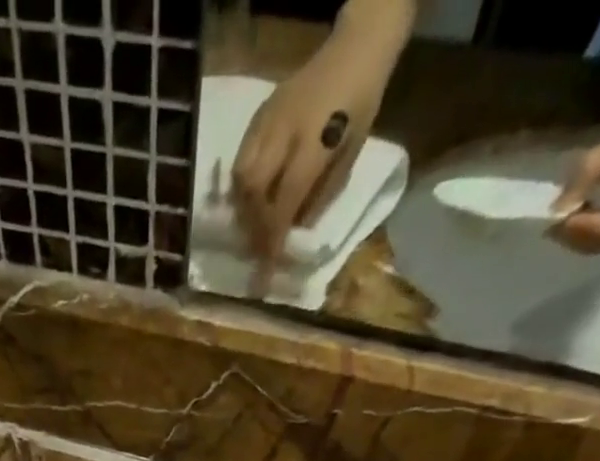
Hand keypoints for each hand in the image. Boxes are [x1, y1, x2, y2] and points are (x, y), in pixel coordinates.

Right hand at [230, 39, 390, 271]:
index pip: (285, 201)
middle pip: (254, 192)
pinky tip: (248, 201)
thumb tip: (294, 230)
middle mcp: (283, 133)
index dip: (272, 239)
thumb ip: (321, 195)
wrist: (353, 50)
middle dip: (253, 227)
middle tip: (255, 251)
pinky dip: (241, 187)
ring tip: (251, 229)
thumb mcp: (350, 156)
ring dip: (243, 210)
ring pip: (241, 178)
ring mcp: (267, 122)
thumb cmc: (359, 107)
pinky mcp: (258, 116)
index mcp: (313, 143)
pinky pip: (240, 160)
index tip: (265, 271)